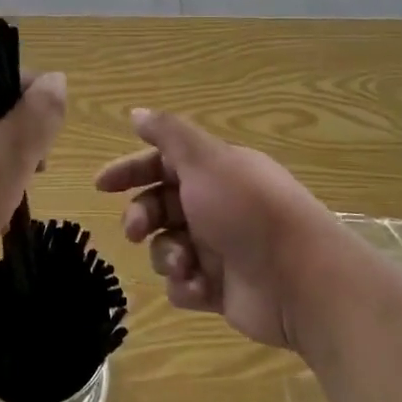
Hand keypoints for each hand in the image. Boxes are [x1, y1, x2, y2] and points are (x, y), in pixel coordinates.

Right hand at [97, 108, 343, 350]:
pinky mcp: (221, 288)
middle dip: (142, 217)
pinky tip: (199, 287)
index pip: (163, 163)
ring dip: (166, 254)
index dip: (132, 170)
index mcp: (214, 171)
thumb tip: (136, 112)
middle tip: (135, 230)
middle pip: (160, 206)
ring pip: (167, 246)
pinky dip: (185, 285)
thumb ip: (168, 134)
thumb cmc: (247, 210)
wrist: (299, 279)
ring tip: (184, 263)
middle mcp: (215, 205)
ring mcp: (218, 248)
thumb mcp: (205, 161)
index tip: (101, 185)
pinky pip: (183, 283)